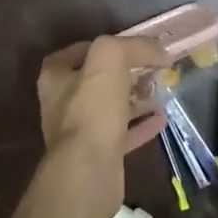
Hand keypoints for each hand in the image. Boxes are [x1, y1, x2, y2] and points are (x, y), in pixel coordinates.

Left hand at [35, 36, 169, 217]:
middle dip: (124, 73)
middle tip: (150, 68)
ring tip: (159, 90)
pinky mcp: (98, 154)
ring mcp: (79, 131)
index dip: (103, 45)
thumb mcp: (109, 60)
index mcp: (55, 78)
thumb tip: (156, 50)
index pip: (77, 52)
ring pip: (110, 108)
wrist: (88, 172)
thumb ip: (131, 46)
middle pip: (96, 81)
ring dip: (134, 99)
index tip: (129, 46)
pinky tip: (161, 118)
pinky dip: (141, 125)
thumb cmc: (91, 110)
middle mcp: (62, 103)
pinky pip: (122, 133)